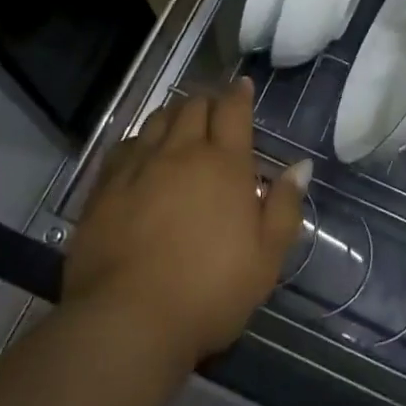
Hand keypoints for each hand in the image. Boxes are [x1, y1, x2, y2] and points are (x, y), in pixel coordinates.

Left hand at [63, 79, 308, 365]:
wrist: (127, 319)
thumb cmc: (209, 291)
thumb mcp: (266, 258)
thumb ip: (284, 206)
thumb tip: (301, 166)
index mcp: (224, 164)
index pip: (232, 110)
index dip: (239, 94)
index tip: (243, 86)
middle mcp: (181, 152)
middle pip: (193, 106)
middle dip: (207, 101)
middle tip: (215, 111)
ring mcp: (138, 166)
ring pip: (157, 120)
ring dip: (174, 115)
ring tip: (180, 124)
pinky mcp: (105, 187)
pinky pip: (125, 146)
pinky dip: (140, 140)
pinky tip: (142, 153)